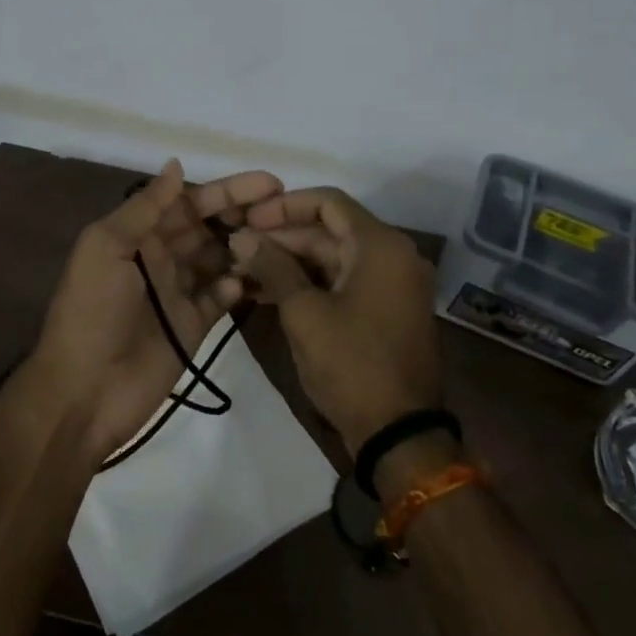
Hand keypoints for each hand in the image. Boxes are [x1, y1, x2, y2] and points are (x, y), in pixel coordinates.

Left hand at [28, 160, 283, 464]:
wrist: (85, 390)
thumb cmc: (92, 311)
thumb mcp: (106, 248)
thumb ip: (143, 207)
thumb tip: (177, 164)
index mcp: (137, 235)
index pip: (187, 202)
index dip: (226, 190)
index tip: (269, 182)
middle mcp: (159, 257)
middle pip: (208, 227)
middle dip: (243, 214)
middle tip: (284, 208)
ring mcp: (177, 292)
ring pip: (219, 259)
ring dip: (244, 248)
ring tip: (279, 241)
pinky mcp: (192, 325)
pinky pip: (221, 298)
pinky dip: (237, 287)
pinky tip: (252, 281)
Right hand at [230, 187, 440, 453]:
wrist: (398, 433)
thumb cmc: (351, 364)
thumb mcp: (304, 313)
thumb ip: (272, 267)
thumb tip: (241, 236)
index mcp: (380, 246)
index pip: (328, 202)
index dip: (283, 206)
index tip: (247, 219)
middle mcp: (392, 256)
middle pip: (328, 230)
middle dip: (280, 238)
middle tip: (237, 249)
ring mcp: (390, 285)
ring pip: (331, 258)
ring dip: (289, 263)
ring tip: (242, 272)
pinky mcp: (383, 310)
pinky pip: (341, 282)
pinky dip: (308, 284)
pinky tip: (266, 293)